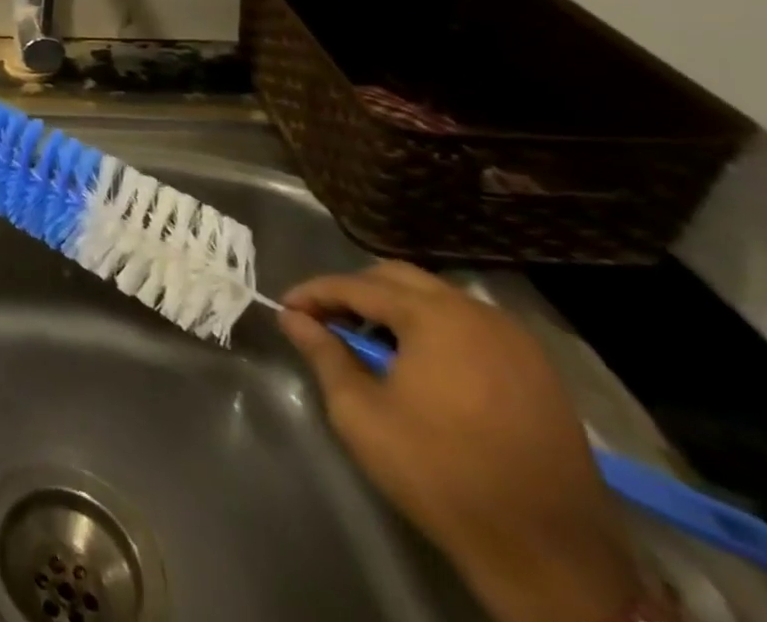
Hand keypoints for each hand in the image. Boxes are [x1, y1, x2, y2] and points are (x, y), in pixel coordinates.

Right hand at [280, 263, 642, 621]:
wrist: (551, 557)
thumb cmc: (440, 473)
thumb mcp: (360, 413)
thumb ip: (323, 353)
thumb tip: (291, 317)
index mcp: (434, 317)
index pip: (355, 285)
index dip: (314, 294)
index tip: (286, 309)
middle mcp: (478, 314)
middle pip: (399, 279)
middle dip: (355, 292)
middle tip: (326, 320)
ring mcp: (517, 343)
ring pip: (438, 299)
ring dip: (397, 308)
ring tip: (370, 342)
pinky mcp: (540, 373)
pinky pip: (472, 327)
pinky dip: (436, 330)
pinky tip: (420, 363)